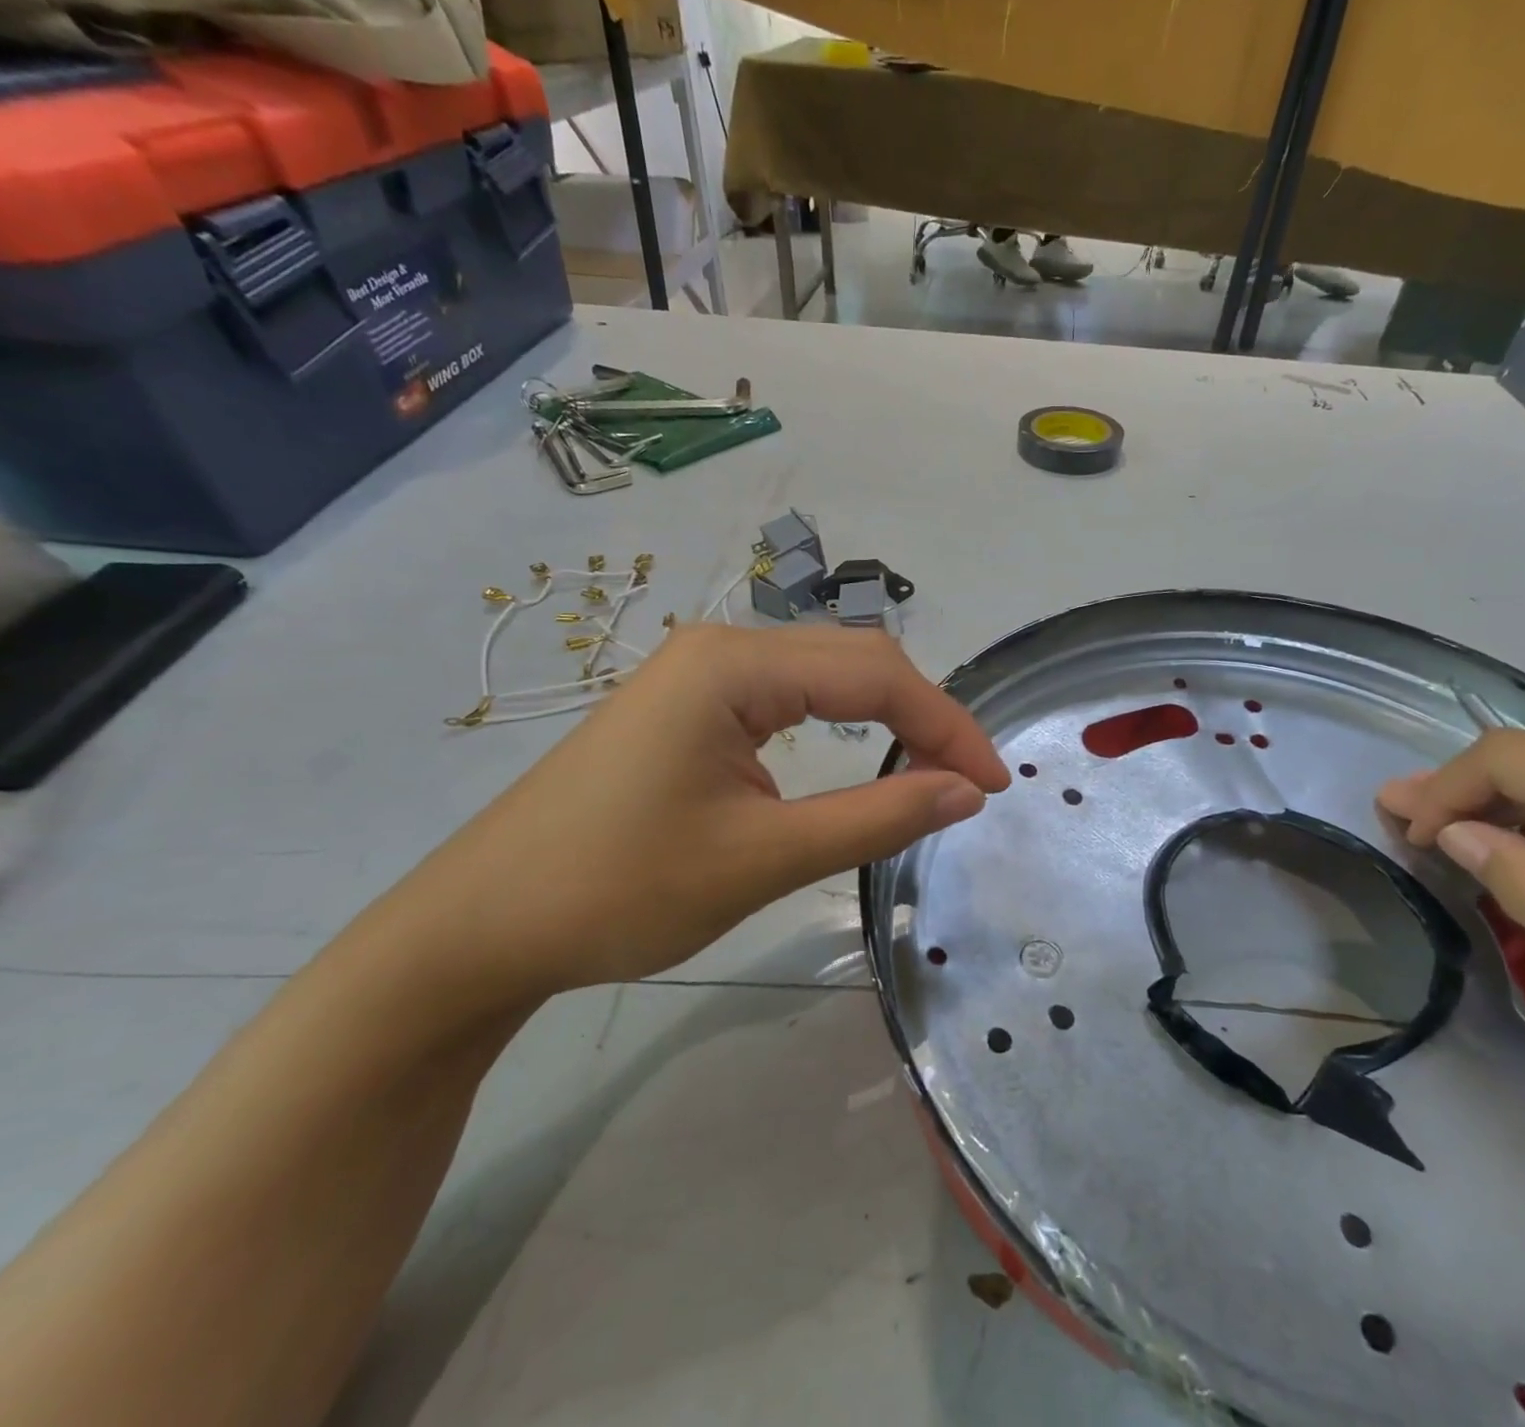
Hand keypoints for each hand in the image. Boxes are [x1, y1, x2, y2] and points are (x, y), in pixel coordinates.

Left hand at [364, 624, 1008, 999]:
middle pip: (854, 661)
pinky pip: (787, 697)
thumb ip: (876, 818)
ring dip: (885, 716)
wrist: (482, 925)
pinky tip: (858, 755)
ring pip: (823, 675)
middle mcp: (720, 647)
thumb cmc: (619, 890)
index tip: (992, 785)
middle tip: (968, 784)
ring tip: (928, 771)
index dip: (946, 726)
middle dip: (923, 717)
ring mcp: (699, 673)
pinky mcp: (688, 706)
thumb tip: (966, 793)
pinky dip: (839, 724)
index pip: (875, 675)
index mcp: (734, 665)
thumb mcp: (763, 858)